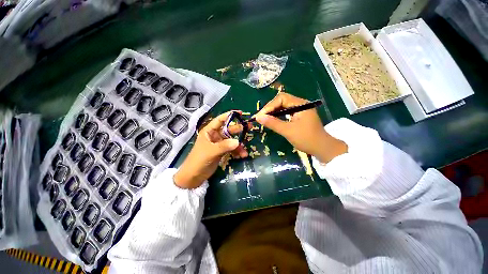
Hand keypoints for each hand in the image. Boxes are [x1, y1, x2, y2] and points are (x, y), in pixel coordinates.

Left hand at [174, 111, 247, 188]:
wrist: (194, 176)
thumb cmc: (199, 160)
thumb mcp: (211, 151)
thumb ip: (224, 146)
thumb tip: (238, 142)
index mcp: (209, 131)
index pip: (220, 120)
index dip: (230, 115)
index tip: (240, 113)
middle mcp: (215, 136)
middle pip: (228, 130)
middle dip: (238, 129)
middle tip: (249, 127)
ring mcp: (219, 144)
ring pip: (231, 140)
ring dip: (239, 145)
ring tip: (245, 150)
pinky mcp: (222, 151)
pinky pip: (231, 149)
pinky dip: (237, 151)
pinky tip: (242, 156)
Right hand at [255, 92, 346, 162]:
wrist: (323, 149)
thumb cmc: (307, 139)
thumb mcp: (288, 131)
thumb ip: (273, 123)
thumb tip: (258, 117)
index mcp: (300, 104)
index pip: (281, 98)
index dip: (269, 106)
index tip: (260, 116)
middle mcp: (300, 104)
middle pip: (281, 101)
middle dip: (270, 108)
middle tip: (260, 117)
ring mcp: (300, 110)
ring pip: (282, 107)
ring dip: (273, 112)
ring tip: (263, 118)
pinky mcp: (299, 116)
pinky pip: (285, 112)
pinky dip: (277, 116)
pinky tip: (272, 120)